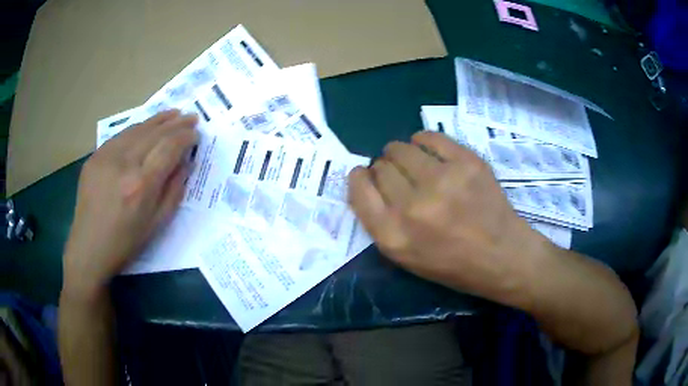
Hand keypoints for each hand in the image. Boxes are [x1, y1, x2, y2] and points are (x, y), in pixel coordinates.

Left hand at [62, 110, 197, 298]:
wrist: (89, 248)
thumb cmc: (125, 243)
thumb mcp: (157, 224)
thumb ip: (174, 190)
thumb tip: (186, 162)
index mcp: (141, 185)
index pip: (169, 148)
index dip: (185, 137)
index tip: (196, 134)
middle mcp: (124, 164)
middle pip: (154, 134)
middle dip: (176, 124)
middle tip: (191, 117)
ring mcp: (106, 157)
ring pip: (137, 129)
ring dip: (158, 120)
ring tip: (173, 114)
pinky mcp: (94, 157)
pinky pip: (120, 136)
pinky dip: (137, 128)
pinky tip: (146, 127)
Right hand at [348, 131, 551, 306]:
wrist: (501, 256)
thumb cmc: (452, 264)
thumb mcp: (406, 257)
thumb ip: (380, 221)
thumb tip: (368, 180)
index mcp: (394, 237)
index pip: (359, 191)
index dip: (359, 178)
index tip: (365, 175)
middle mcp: (413, 207)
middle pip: (381, 167)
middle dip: (384, 168)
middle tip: (400, 176)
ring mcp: (442, 181)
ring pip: (401, 149)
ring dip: (400, 153)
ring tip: (414, 162)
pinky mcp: (466, 163)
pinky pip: (429, 137)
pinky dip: (423, 140)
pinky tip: (427, 149)